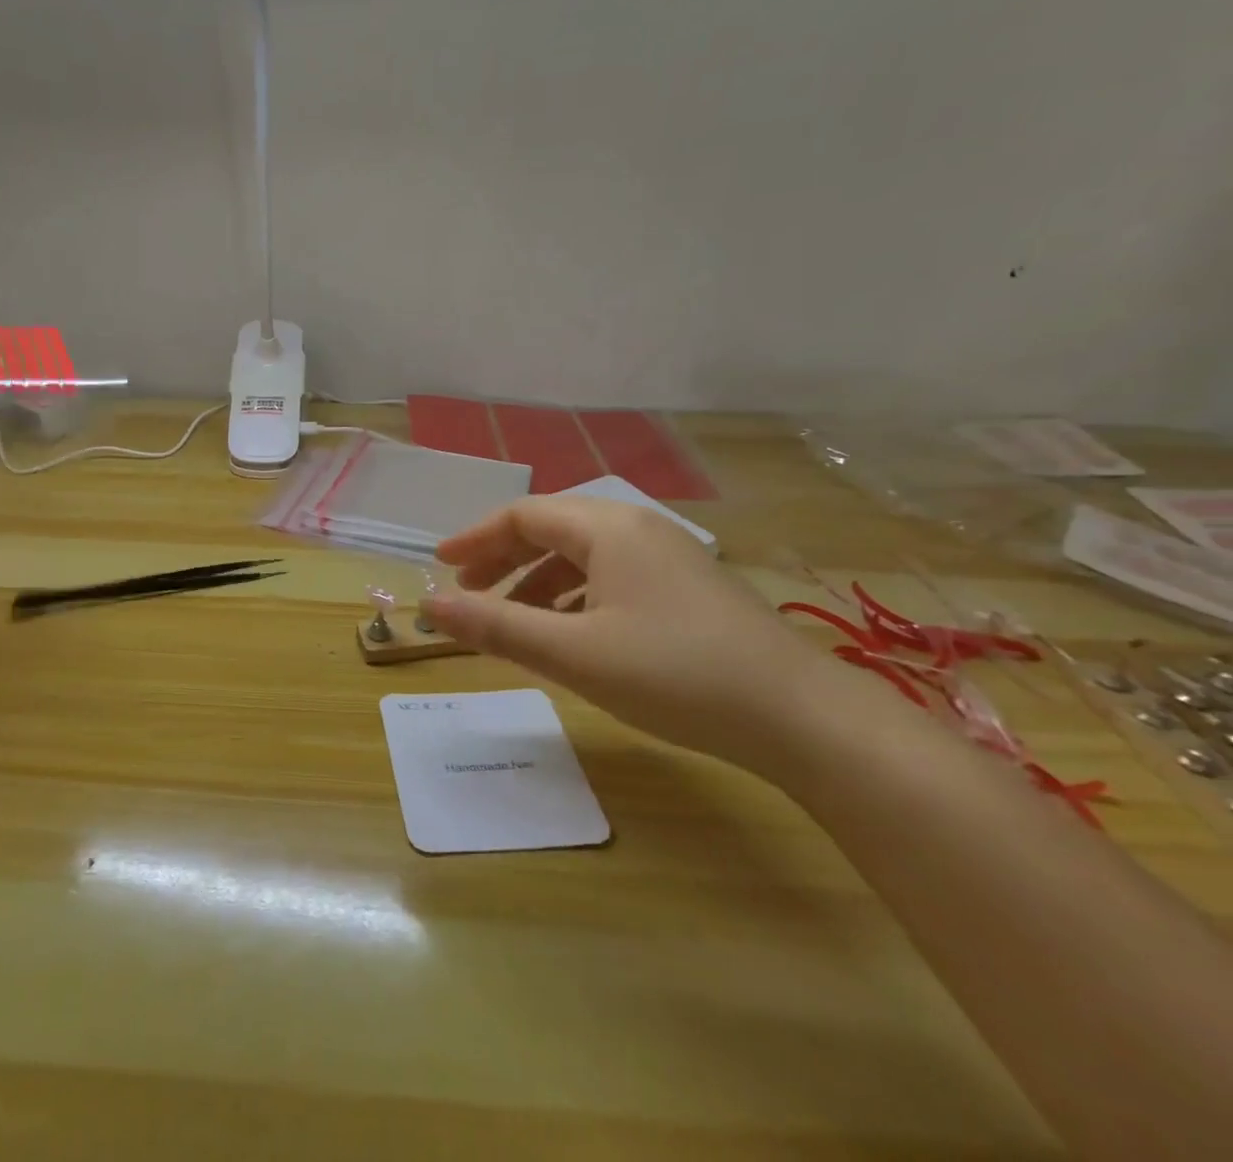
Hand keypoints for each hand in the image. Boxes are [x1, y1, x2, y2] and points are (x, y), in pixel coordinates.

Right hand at [424, 497, 856, 772]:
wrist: (804, 718)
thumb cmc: (676, 674)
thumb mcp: (573, 653)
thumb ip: (495, 626)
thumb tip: (428, 605)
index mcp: (606, 528)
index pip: (522, 515)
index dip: (475, 537)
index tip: (441, 565)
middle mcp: (637, 528)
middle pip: (552, 528)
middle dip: (503, 557)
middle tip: (468, 589)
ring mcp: (669, 556)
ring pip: (583, 554)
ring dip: (538, 580)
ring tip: (513, 618)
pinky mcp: (690, 587)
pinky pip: (613, 575)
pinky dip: (576, 595)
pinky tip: (573, 633)